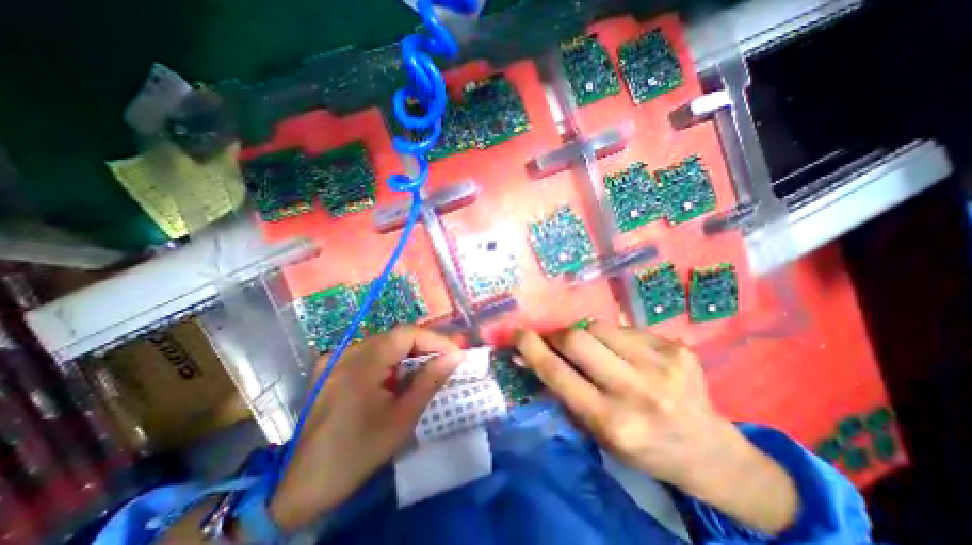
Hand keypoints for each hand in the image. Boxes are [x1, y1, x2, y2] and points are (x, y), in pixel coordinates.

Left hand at [267, 325, 459, 530]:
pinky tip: (400, 376)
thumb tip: (455, 357)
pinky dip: (391, 360)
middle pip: (396, 336)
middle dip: (425, 346)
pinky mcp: (332, 368)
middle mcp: (347, 352)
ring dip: (409, 353)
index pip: (407, 333)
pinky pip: (370, 353)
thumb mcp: (402, 418)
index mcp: (361, 364)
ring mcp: (336, 358)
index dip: (435, 339)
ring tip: (429, 367)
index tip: (455, 353)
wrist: (303, 485)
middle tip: (447, 359)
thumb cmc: (358, 453)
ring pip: (384, 343)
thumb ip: (430, 381)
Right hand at [517, 327, 797, 533]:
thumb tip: (528, 357)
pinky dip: (614, 338)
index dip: (531, 348)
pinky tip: (626, 355)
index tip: (517, 333)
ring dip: (586, 335)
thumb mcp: (596, 430)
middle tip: (556, 340)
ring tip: (595, 351)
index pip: (557, 373)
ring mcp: (662, 366)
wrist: (709, 451)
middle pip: (577, 339)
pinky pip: (625, 329)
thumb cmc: (642, 447)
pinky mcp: (677, 349)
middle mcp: (637, 392)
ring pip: (599, 327)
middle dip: (558, 335)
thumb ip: (561, 389)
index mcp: (612, 422)